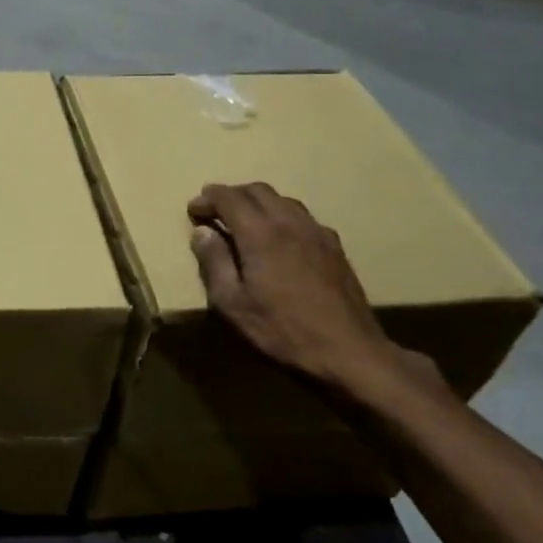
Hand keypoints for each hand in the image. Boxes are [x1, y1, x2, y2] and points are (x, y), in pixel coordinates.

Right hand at [187, 182, 411, 392]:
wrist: (348, 352)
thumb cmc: (281, 330)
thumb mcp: (232, 303)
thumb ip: (214, 262)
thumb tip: (201, 232)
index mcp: (260, 233)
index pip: (229, 197)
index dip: (207, 199)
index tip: (193, 210)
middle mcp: (289, 222)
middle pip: (257, 190)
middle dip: (231, 194)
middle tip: (214, 211)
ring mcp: (317, 232)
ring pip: (283, 199)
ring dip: (258, 202)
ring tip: (244, 221)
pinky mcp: (335, 247)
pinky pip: (302, 216)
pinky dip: (281, 215)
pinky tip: (279, 237)